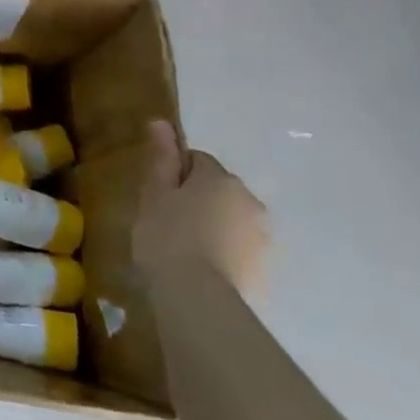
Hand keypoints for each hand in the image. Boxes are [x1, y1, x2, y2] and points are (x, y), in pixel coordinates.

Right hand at [132, 121, 268, 292]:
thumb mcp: (154, 194)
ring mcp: (262, 235)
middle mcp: (250, 200)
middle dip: (196, 199)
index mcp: (221, 178)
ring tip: (183, 250)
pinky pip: (239, 247)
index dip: (174, 174)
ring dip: (212, 225)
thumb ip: (161, 158)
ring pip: (230, 218)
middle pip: (218, 189)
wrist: (198, 298)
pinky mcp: (265, 266)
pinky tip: (201, 268)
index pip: (196, 160)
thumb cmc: (167, 236)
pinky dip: (223, 251)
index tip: (157, 195)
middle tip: (166, 221)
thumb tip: (161, 122)